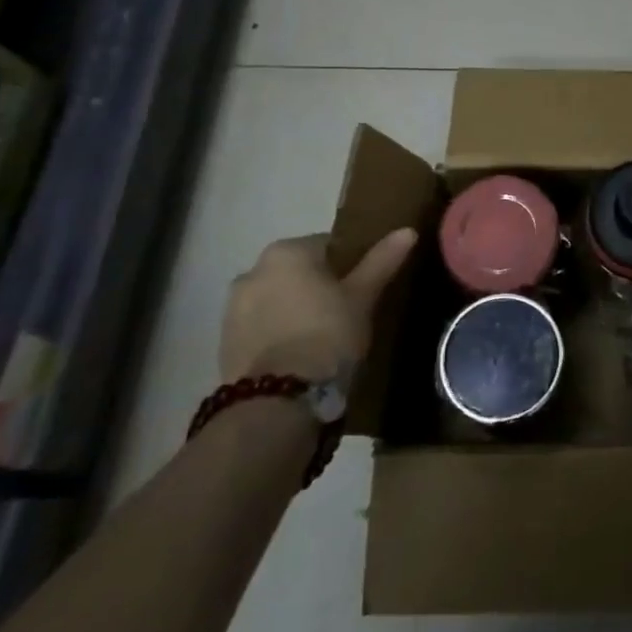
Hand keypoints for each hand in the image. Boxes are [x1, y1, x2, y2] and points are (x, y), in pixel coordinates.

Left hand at [220, 228, 417, 384]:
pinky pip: (261, 326)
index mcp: (287, 251)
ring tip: (322, 338)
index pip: (328, 245)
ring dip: (295, 310)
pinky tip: (298, 355)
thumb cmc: (327, 335)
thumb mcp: (363, 297)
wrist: (277, 401)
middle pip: (298, 272)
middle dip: (318, 287)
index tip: (363, 288)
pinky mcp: (224, 343)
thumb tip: (408, 231)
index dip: (350, 265)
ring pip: (277, 299)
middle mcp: (253, 270)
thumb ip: (381, 261)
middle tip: (346, 313)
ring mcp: (232, 308)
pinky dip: (278, 333)